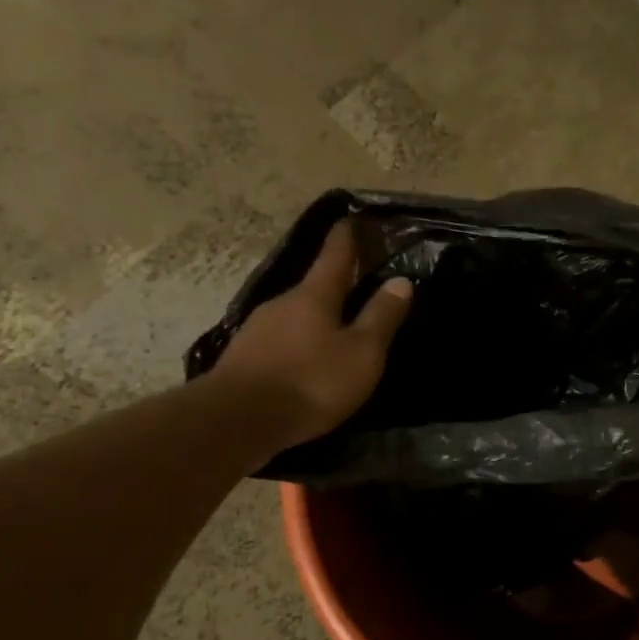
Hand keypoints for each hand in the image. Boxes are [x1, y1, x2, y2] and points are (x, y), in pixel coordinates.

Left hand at [211, 221, 411, 447]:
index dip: (346, 237)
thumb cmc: (311, 382)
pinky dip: (297, 344)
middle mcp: (282, 303)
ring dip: (314, 319)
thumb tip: (400, 281)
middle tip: (355, 286)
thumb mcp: (362, 353)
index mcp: (314, 296)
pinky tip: (304, 361)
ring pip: (294, 316)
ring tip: (333, 331)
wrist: (238, 420)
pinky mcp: (244, 358)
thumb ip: (381, 317)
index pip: (334, 255)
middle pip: (313, 287)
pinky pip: (279, 341)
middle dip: (334, 285)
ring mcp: (257, 330)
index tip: (352, 219)